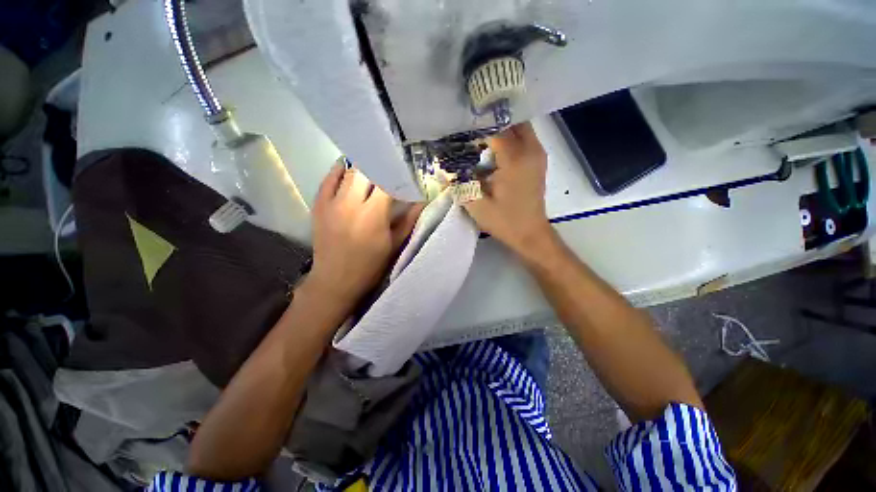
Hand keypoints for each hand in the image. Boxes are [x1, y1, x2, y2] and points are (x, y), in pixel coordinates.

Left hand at [308, 162, 422, 305]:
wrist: (335, 280)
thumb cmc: (370, 265)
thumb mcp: (394, 244)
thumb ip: (409, 220)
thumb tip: (422, 200)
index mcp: (373, 215)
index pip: (386, 182)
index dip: (397, 175)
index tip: (405, 172)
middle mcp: (350, 203)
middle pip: (366, 171)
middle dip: (379, 167)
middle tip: (389, 168)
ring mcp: (331, 202)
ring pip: (348, 171)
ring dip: (362, 167)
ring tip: (372, 166)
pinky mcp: (318, 204)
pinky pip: (328, 179)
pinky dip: (339, 170)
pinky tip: (348, 168)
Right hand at [464, 123, 552, 254]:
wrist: (530, 234)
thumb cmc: (504, 221)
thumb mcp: (476, 205)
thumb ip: (460, 183)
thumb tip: (444, 167)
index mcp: (515, 159)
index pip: (495, 130)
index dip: (477, 127)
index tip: (460, 127)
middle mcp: (530, 150)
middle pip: (512, 120)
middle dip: (492, 121)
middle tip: (471, 126)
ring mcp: (537, 155)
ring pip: (520, 127)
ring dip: (501, 128)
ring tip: (480, 134)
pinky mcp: (538, 161)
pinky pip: (524, 138)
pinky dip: (509, 137)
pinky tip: (494, 148)